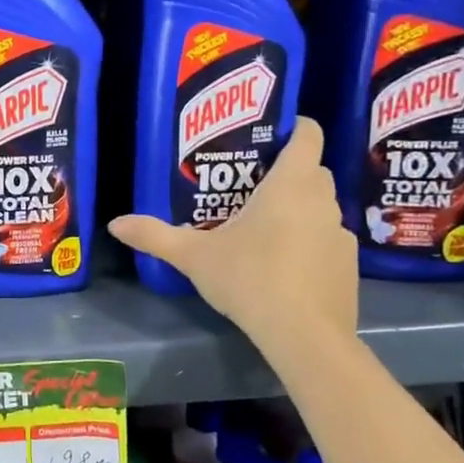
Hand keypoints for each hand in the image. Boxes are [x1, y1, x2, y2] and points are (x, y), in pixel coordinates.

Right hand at [108, 117, 356, 360]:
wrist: (304, 335)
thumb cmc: (249, 278)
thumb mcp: (193, 256)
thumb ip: (154, 235)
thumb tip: (115, 223)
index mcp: (290, 185)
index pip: (308, 135)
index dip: (294, 127)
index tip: (270, 133)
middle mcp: (322, 201)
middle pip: (312, 170)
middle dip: (288, 171)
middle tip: (250, 184)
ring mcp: (340, 234)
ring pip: (321, 206)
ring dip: (299, 208)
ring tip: (264, 227)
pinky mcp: (348, 265)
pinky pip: (327, 239)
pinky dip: (310, 242)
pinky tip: (284, 266)